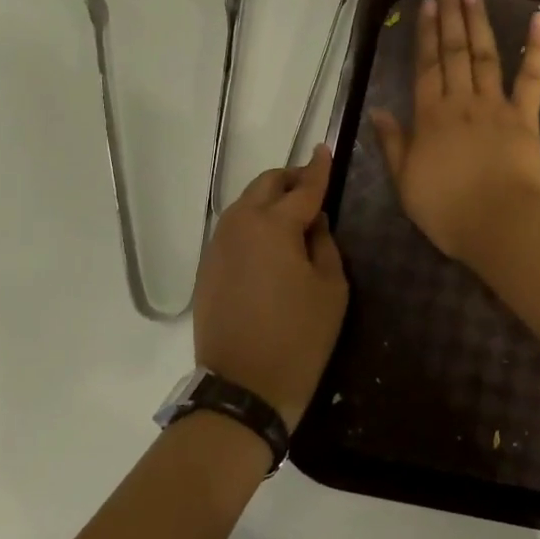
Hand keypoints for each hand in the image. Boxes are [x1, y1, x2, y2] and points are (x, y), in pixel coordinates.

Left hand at [193, 146, 347, 430]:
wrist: (244, 389)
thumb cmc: (299, 338)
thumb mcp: (331, 289)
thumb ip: (325, 244)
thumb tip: (314, 221)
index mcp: (273, 226)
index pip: (303, 188)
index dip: (318, 169)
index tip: (325, 149)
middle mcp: (239, 225)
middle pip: (265, 185)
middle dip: (290, 180)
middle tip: (313, 190)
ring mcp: (217, 246)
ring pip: (245, 205)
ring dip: (270, 201)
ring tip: (294, 218)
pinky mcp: (207, 268)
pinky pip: (232, 230)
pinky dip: (253, 224)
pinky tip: (270, 245)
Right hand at [371, 0, 539, 266]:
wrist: (500, 226)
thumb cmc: (448, 211)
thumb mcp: (406, 183)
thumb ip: (393, 144)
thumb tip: (377, 110)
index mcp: (429, 118)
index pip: (425, 67)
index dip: (424, 34)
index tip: (427, 4)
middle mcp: (460, 102)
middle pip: (453, 52)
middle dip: (451, 14)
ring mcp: (495, 107)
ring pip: (485, 55)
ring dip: (479, 21)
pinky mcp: (525, 117)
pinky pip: (531, 77)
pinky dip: (536, 47)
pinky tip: (539, 18)